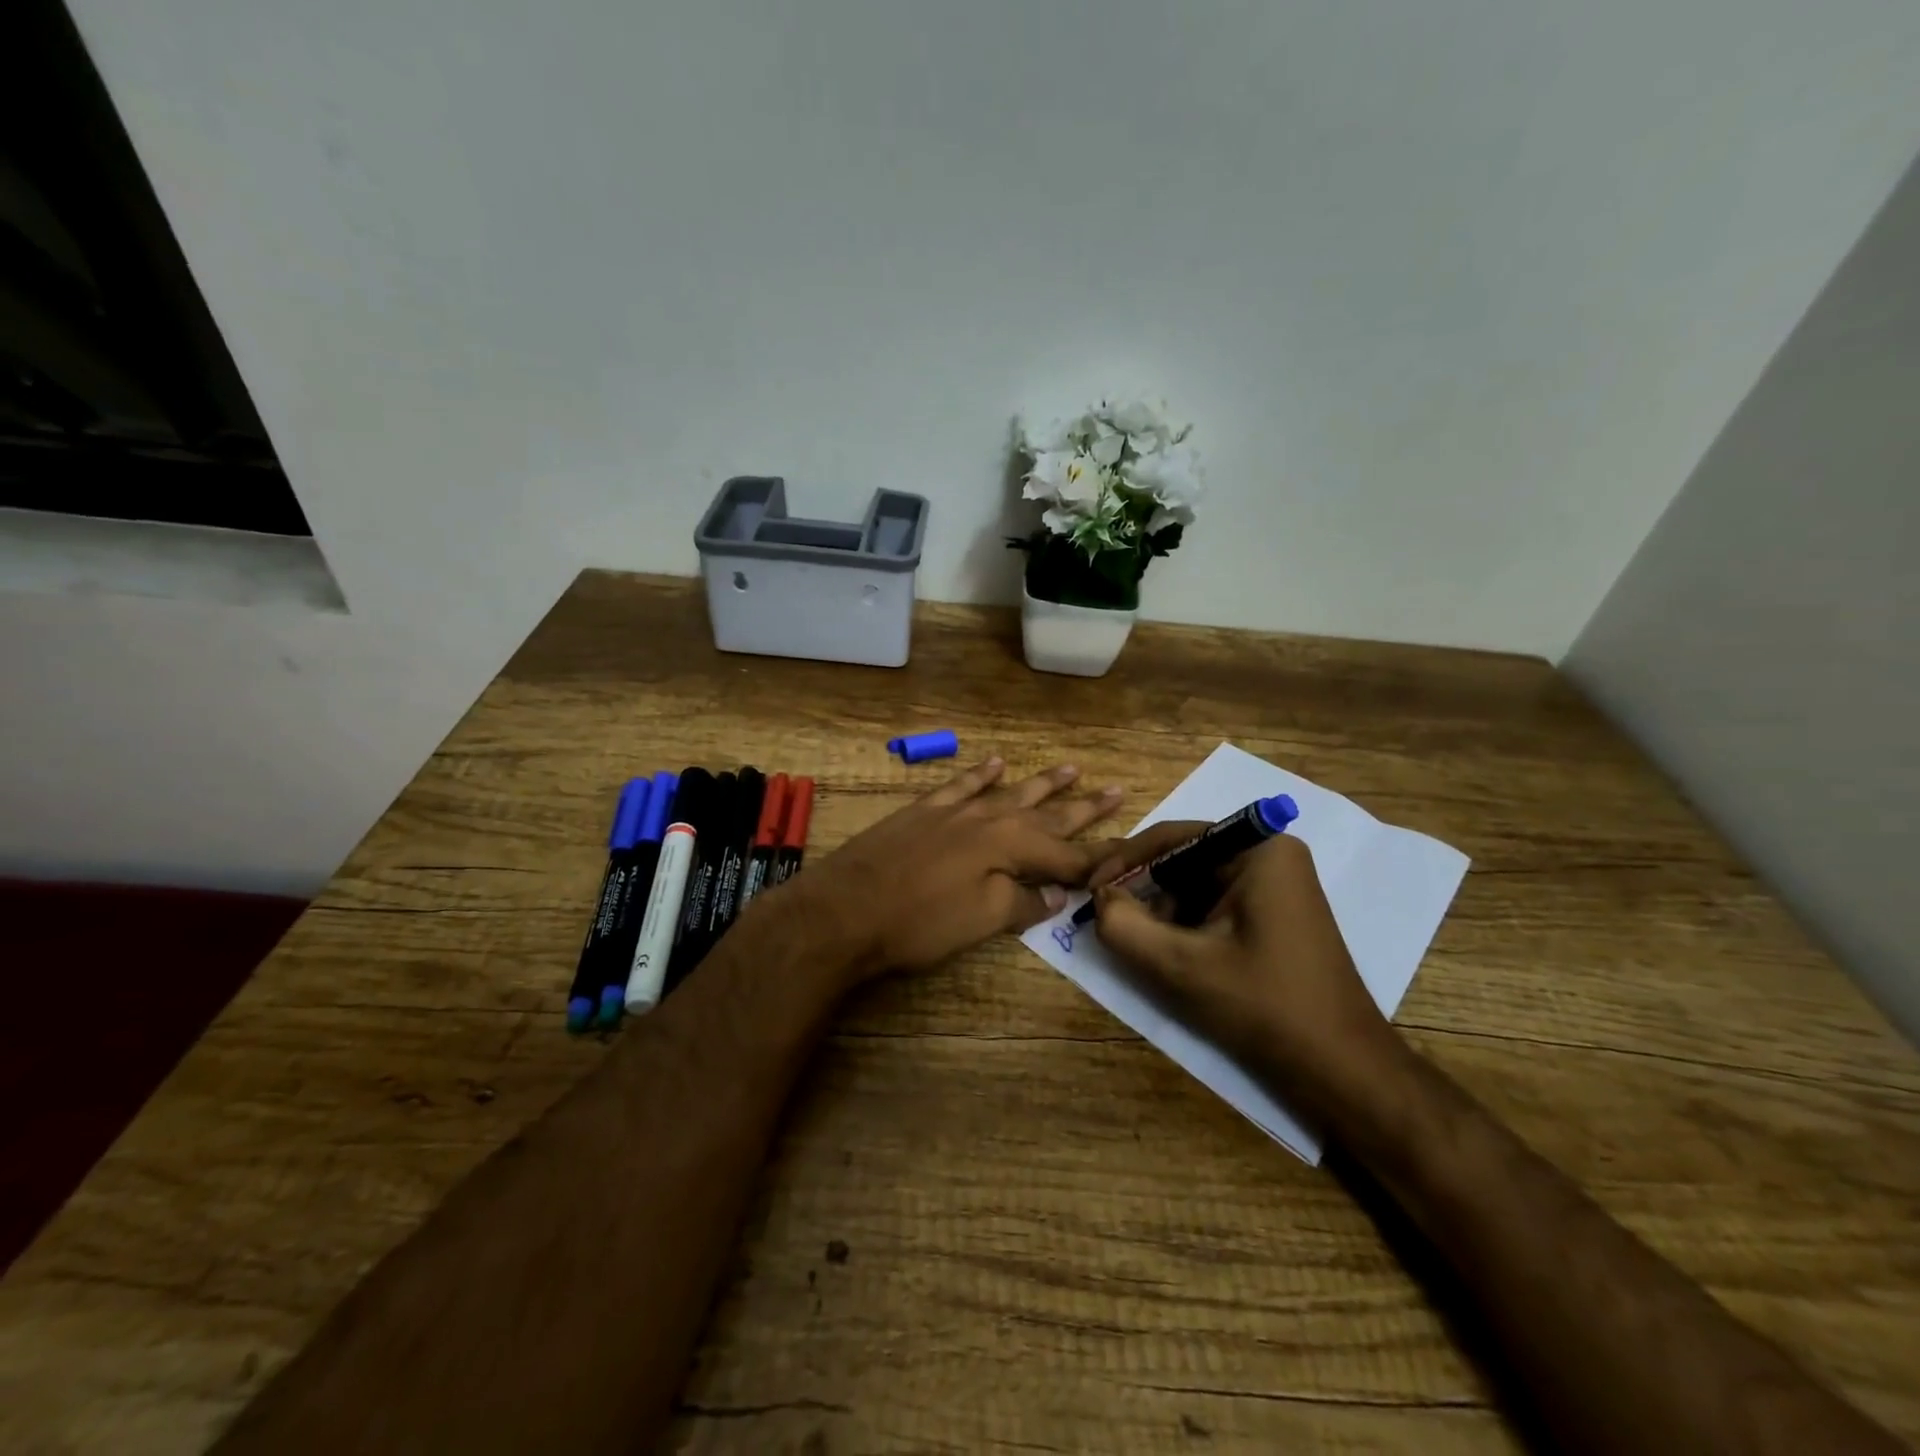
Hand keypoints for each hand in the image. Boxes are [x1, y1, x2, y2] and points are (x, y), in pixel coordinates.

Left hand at [789, 759, 1122, 983]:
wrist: (845, 909)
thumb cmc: (919, 922)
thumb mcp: (981, 921)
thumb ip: (1024, 904)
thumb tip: (1057, 895)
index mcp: (1010, 847)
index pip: (1067, 854)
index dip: (1098, 858)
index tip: (1128, 854)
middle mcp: (990, 819)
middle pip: (1047, 814)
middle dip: (1083, 807)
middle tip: (1117, 790)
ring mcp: (955, 811)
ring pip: (1009, 791)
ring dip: (1042, 783)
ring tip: (1072, 767)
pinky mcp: (924, 811)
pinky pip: (961, 784)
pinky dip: (980, 773)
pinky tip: (996, 762)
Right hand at [1088, 825, 1408, 1125]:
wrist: (1341, 1070)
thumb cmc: (1264, 1006)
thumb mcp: (1181, 965)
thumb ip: (1124, 926)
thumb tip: (1100, 898)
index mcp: (1258, 849)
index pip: (1172, 838)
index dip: (1124, 862)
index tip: (1089, 890)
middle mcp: (1270, 856)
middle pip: (1184, 861)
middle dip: (1144, 892)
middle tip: (1109, 921)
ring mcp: (1277, 886)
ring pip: (1196, 886)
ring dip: (1163, 913)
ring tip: (1141, 946)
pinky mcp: (1275, 915)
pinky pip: (1215, 906)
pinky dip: (1186, 927)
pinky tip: (1172, 956)